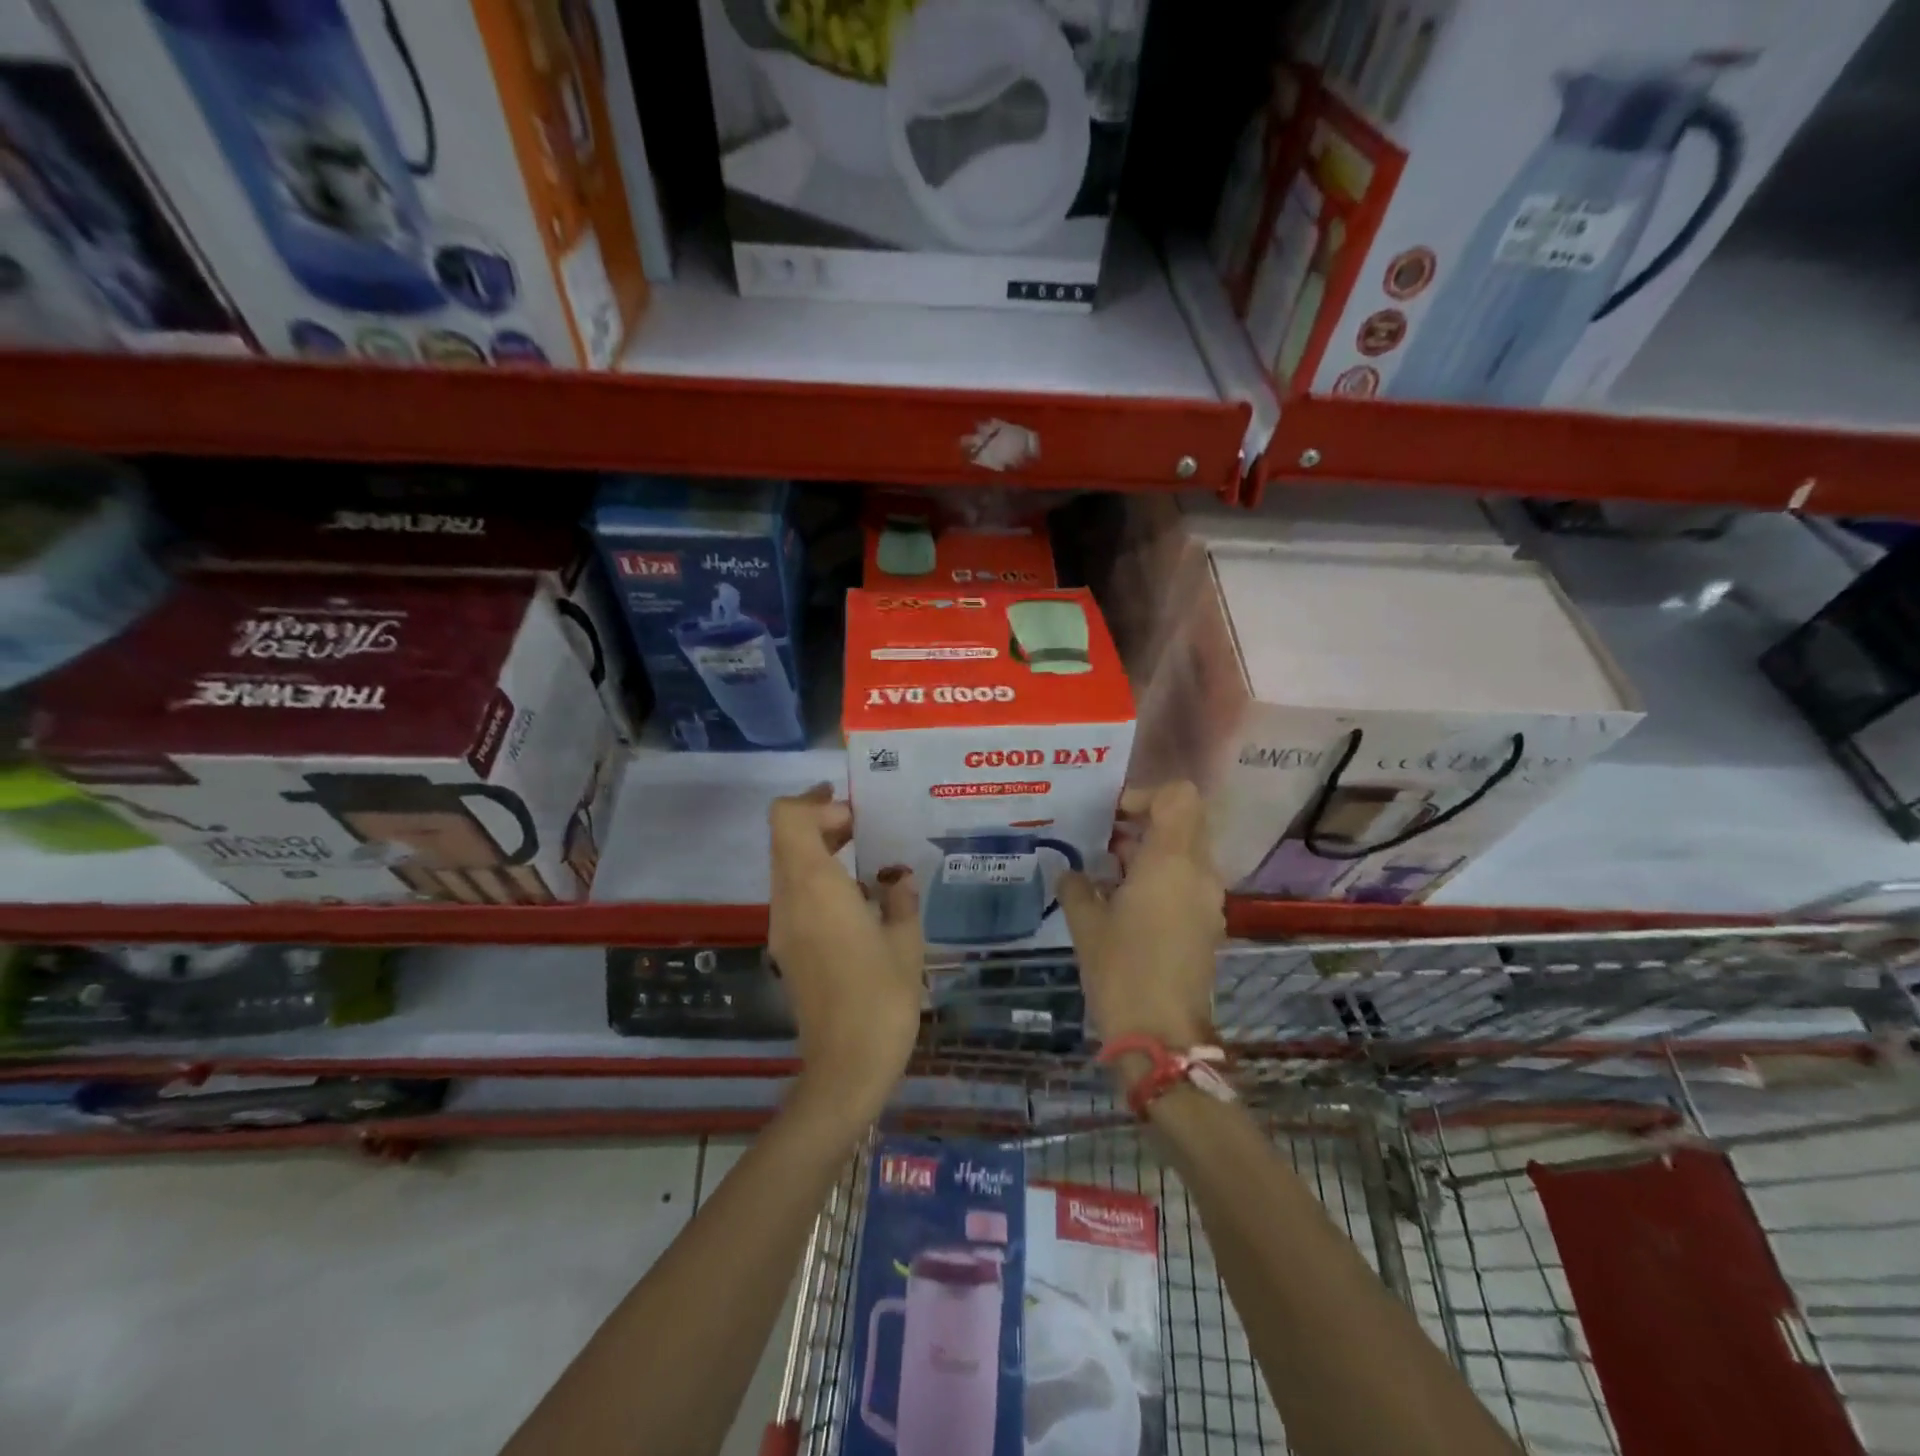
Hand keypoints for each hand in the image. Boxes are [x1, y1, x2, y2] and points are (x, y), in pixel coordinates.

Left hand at [767, 785, 923, 1128]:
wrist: (845, 1069)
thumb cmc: (882, 998)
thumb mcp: (907, 942)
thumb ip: (901, 898)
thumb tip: (897, 878)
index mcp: (814, 888)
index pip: (787, 819)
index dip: (816, 804)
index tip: (854, 813)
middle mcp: (788, 900)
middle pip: (785, 839)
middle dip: (822, 824)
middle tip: (866, 829)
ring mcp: (783, 927)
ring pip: (788, 868)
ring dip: (821, 853)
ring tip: (869, 864)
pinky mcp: (788, 950)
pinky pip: (796, 897)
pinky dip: (820, 883)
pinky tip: (861, 903)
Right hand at [1059, 782, 1223, 1059]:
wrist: (1162, 1035)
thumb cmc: (1121, 970)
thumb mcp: (1086, 924)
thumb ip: (1076, 886)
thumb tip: (1069, 872)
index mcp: (1172, 861)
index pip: (1179, 797)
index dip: (1145, 795)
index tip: (1112, 816)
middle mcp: (1199, 873)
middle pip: (1185, 821)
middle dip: (1144, 823)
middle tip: (1105, 840)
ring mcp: (1208, 900)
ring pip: (1187, 852)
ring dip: (1151, 852)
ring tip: (1108, 873)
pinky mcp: (1208, 925)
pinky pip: (1188, 881)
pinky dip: (1161, 878)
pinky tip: (1125, 903)